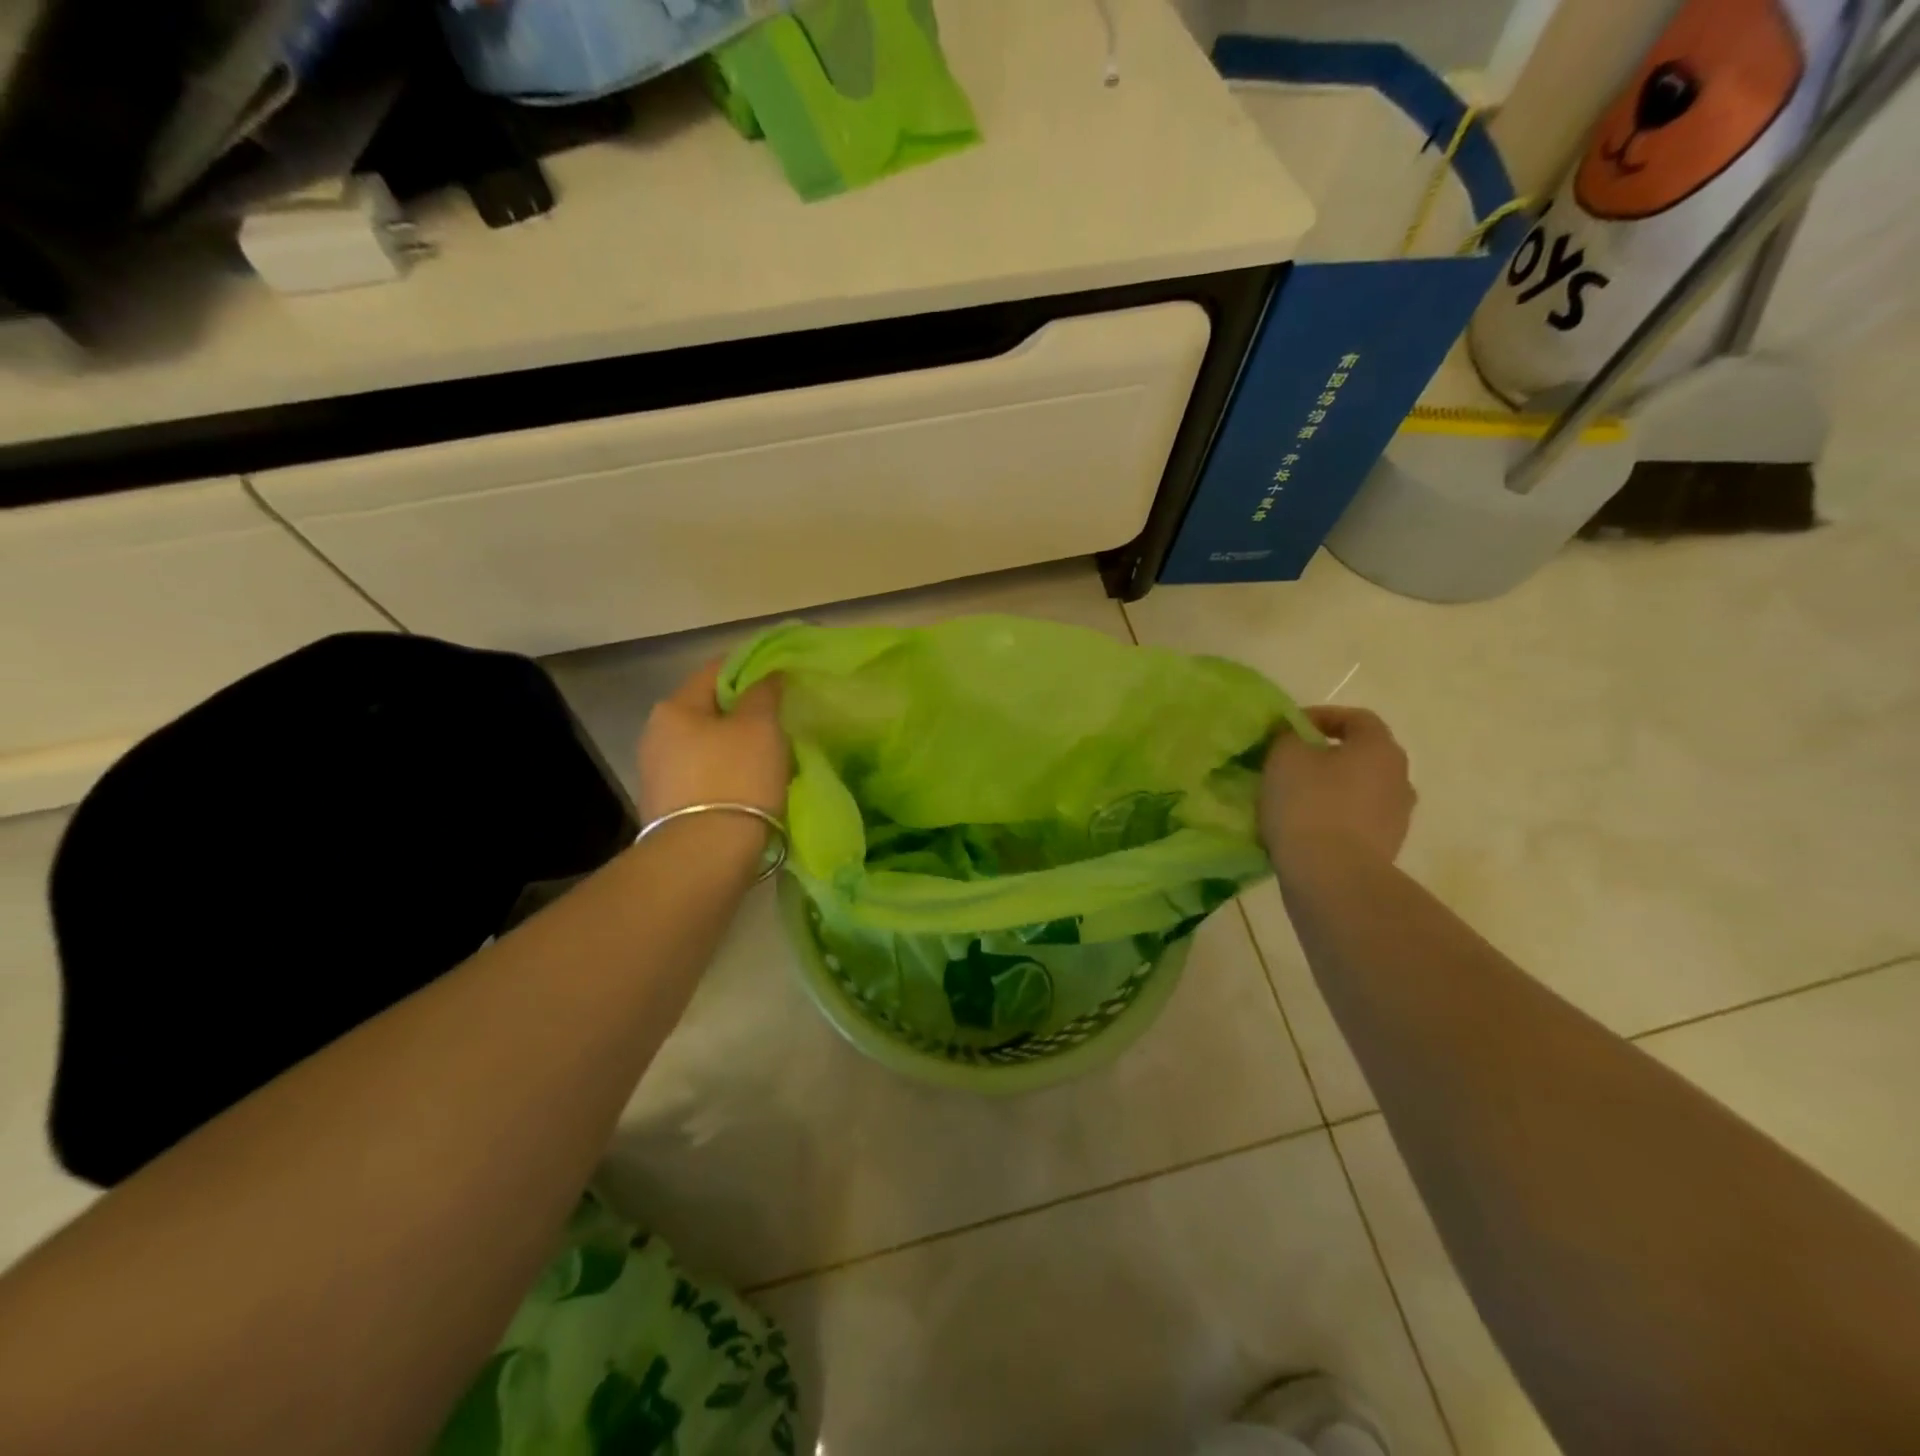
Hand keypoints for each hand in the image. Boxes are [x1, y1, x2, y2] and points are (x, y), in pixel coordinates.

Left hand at [637, 660, 789, 824]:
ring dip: (735, 747)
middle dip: (742, 713)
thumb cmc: (736, 778)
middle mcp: (656, 735)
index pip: (715, 670)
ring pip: (706, 746)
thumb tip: (768, 675)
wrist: (705, 856)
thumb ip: (764, 693)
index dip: (750, 668)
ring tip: (770, 760)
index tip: (780, 679)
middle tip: (779, 723)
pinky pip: (704, 778)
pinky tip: (750, 789)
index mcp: (673, 707)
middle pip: (708, 711)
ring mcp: (657, 775)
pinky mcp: (667, 809)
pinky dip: (726, 776)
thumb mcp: (761, 726)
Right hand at [1261, 706, 1415, 866]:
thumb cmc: (1309, 804)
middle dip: (1326, 756)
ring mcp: (1397, 818)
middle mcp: (1399, 778)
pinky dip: (1333, 819)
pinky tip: (1304, 829)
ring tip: (1294, 799)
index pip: (1357, 718)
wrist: (1332, 877)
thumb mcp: (1284, 757)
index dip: (1321, 717)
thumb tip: (1294, 737)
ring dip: (1331, 789)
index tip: (1288, 728)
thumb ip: (1288, 737)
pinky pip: (1355, 823)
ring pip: (1359, 791)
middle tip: (1290, 763)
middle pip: (1361, 756)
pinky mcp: (1385, 850)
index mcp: (1380, 748)